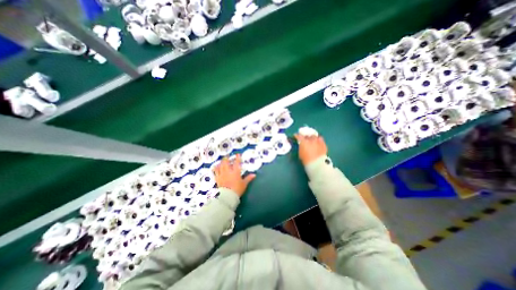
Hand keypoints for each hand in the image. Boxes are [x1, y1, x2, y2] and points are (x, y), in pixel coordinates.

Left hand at [214, 155, 255, 197]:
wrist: (227, 196)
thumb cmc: (237, 189)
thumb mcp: (244, 184)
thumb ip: (248, 178)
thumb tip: (254, 175)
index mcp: (235, 172)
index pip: (237, 163)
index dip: (237, 158)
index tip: (238, 154)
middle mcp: (228, 171)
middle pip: (226, 162)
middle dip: (227, 158)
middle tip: (227, 156)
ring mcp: (222, 174)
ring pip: (220, 166)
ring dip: (221, 162)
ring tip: (221, 161)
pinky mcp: (217, 178)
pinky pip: (215, 172)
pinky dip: (215, 168)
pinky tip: (215, 167)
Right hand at [294, 134, 324, 164]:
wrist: (317, 163)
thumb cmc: (306, 159)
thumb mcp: (300, 153)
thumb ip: (301, 147)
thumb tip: (301, 145)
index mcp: (304, 141)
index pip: (299, 136)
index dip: (296, 135)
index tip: (295, 135)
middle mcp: (311, 139)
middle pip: (307, 136)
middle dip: (306, 137)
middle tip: (305, 140)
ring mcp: (318, 141)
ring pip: (314, 136)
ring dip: (312, 138)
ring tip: (312, 141)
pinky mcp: (323, 144)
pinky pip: (320, 140)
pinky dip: (318, 141)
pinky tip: (317, 143)